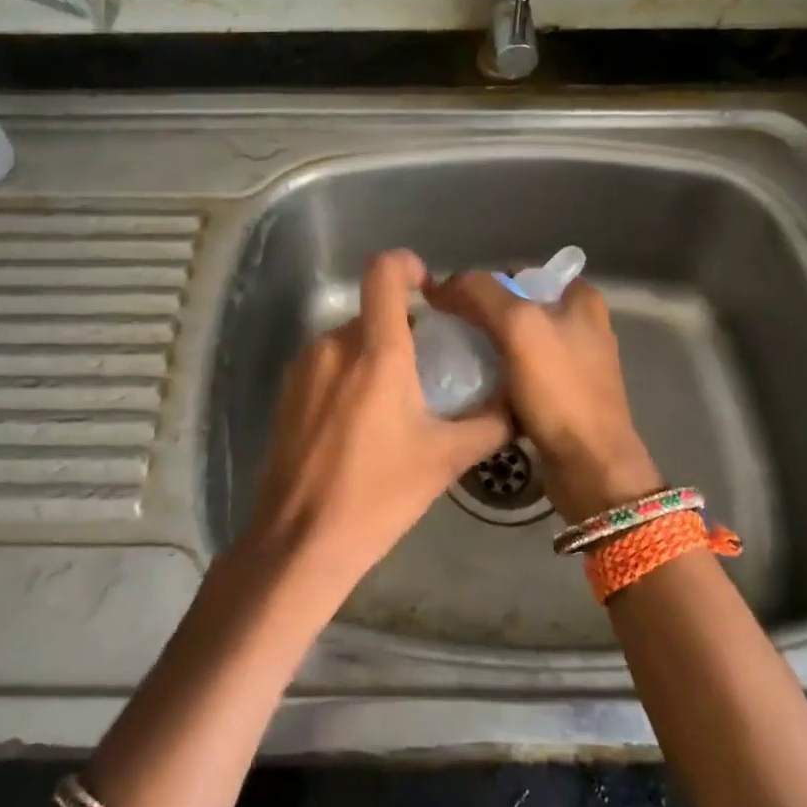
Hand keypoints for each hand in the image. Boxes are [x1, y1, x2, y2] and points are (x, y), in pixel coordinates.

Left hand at [240, 250, 513, 596]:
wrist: (301, 542)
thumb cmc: (379, 497)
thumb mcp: (446, 460)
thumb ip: (490, 422)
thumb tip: (519, 401)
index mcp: (377, 354)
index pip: (384, 273)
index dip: (406, 264)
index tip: (427, 286)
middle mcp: (335, 346)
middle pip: (373, 312)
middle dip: (401, 330)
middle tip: (427, 369)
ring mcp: (304, 366)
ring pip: (348, 339)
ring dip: (374, 355)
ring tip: (394, 402)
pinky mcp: (286, 390)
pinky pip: (326, 363)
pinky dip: (348, 374)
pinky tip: (359, 421)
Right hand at [425, 273, 660, 521]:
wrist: (590, 467)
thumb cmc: (560, 391)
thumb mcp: (519, 327)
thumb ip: (480, 293)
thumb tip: (440, 285)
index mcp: (580, 299)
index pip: (517, 273)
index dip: (480, 283)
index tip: (448, 303)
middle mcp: (580, 325)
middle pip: (514, 307)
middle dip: (479, 316)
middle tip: (445, 331)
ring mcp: (572, 363)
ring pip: (514, 343)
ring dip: (484, 348)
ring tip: (452, 359)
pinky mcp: (561, 396)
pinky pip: (518, 375)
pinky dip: (495, 378)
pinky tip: (472, 388)